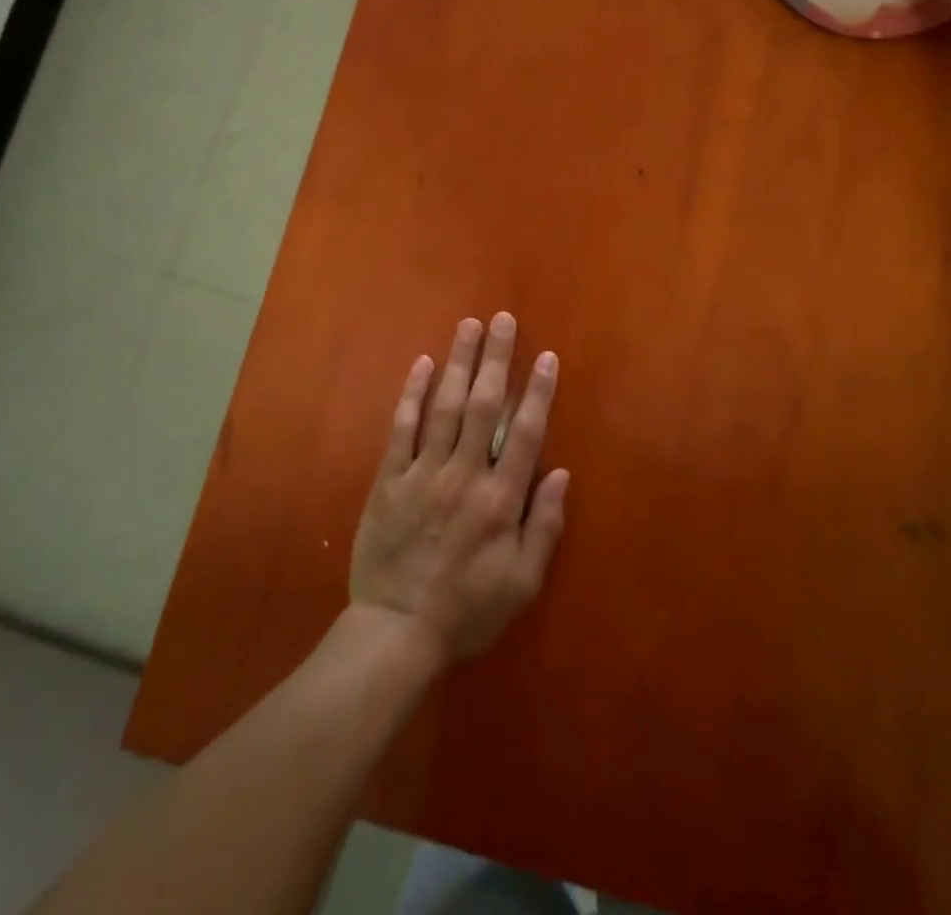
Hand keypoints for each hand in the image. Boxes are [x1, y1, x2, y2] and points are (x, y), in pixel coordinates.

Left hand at [349, 313, 568, 667]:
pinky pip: (402, 428)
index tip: (547, 357)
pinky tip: (422, 363)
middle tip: (504, 320)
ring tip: (469, 325)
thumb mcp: (523, 582)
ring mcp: (423, 473)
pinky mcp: (390, 479)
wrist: (396, 631)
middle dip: (497, 359)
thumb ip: (544, 525)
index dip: (538, 392)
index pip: (524, 433)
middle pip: (484, 405)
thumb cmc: (468, 609)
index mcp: (500, 499)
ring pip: (445, 406)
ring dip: (459, 362)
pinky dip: (413, 393)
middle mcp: (463, 475)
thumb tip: (560, 472)